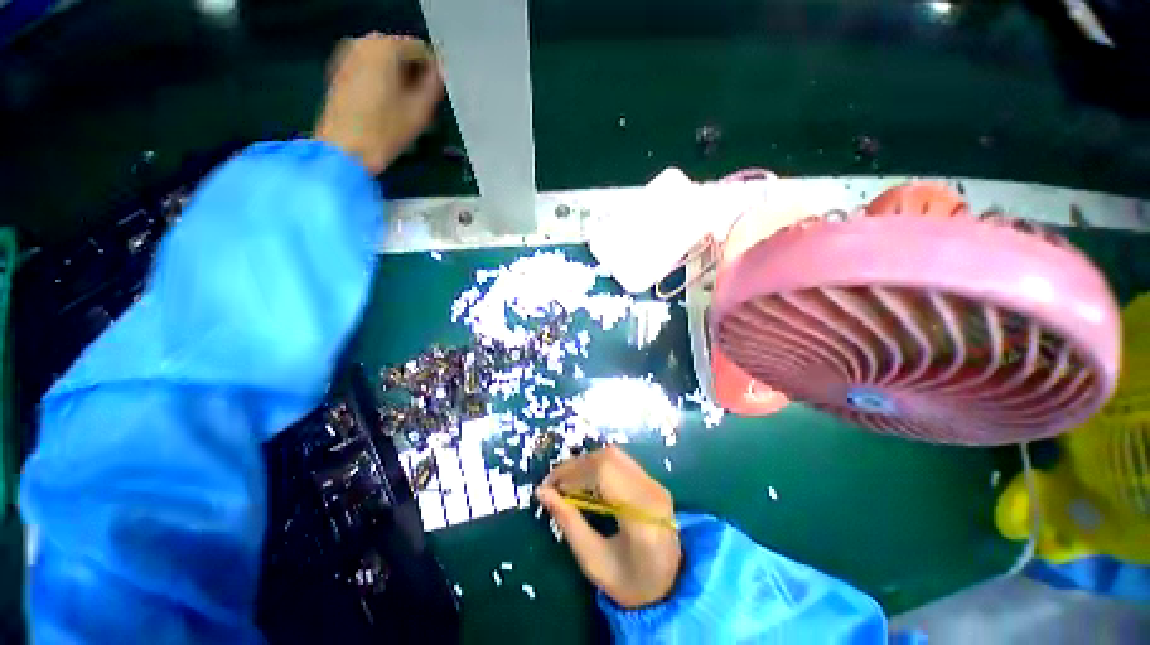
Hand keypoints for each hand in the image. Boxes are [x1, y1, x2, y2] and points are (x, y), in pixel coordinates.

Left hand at [314, 33, 442, 174]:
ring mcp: (347, 54)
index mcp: (386, 47)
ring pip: (384, 60)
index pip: (420, 50)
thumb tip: (439, 72)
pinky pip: (369, 67)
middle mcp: (364, 41)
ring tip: (404, 106)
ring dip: (398, 77)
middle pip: (400, 53)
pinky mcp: (339, 69)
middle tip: (421, 103)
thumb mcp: (420, 111)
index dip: (432, 72)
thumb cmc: (386, 130)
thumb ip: (434, 86)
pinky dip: (381, 80)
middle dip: (413, 74)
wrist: (345, 148)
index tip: (436, 96)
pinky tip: (385, 105)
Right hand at [537, 446, 681, 608]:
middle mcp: (651, 491)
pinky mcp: (652, 481)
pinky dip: (598, 465)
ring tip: (567, 481)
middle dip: (576, 466)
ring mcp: (655, 483)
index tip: (548, 486)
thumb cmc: (630, 582)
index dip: (573, 472)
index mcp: (642, 516)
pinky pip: (621, 461)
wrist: (670, 586)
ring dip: (586, 463)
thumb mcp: (594, 561)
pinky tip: (586, 480)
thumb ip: (569, 523)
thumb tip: (542, 493)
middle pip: (609, 459)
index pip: (604, 474)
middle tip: (554, 483)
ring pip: (614, 455)